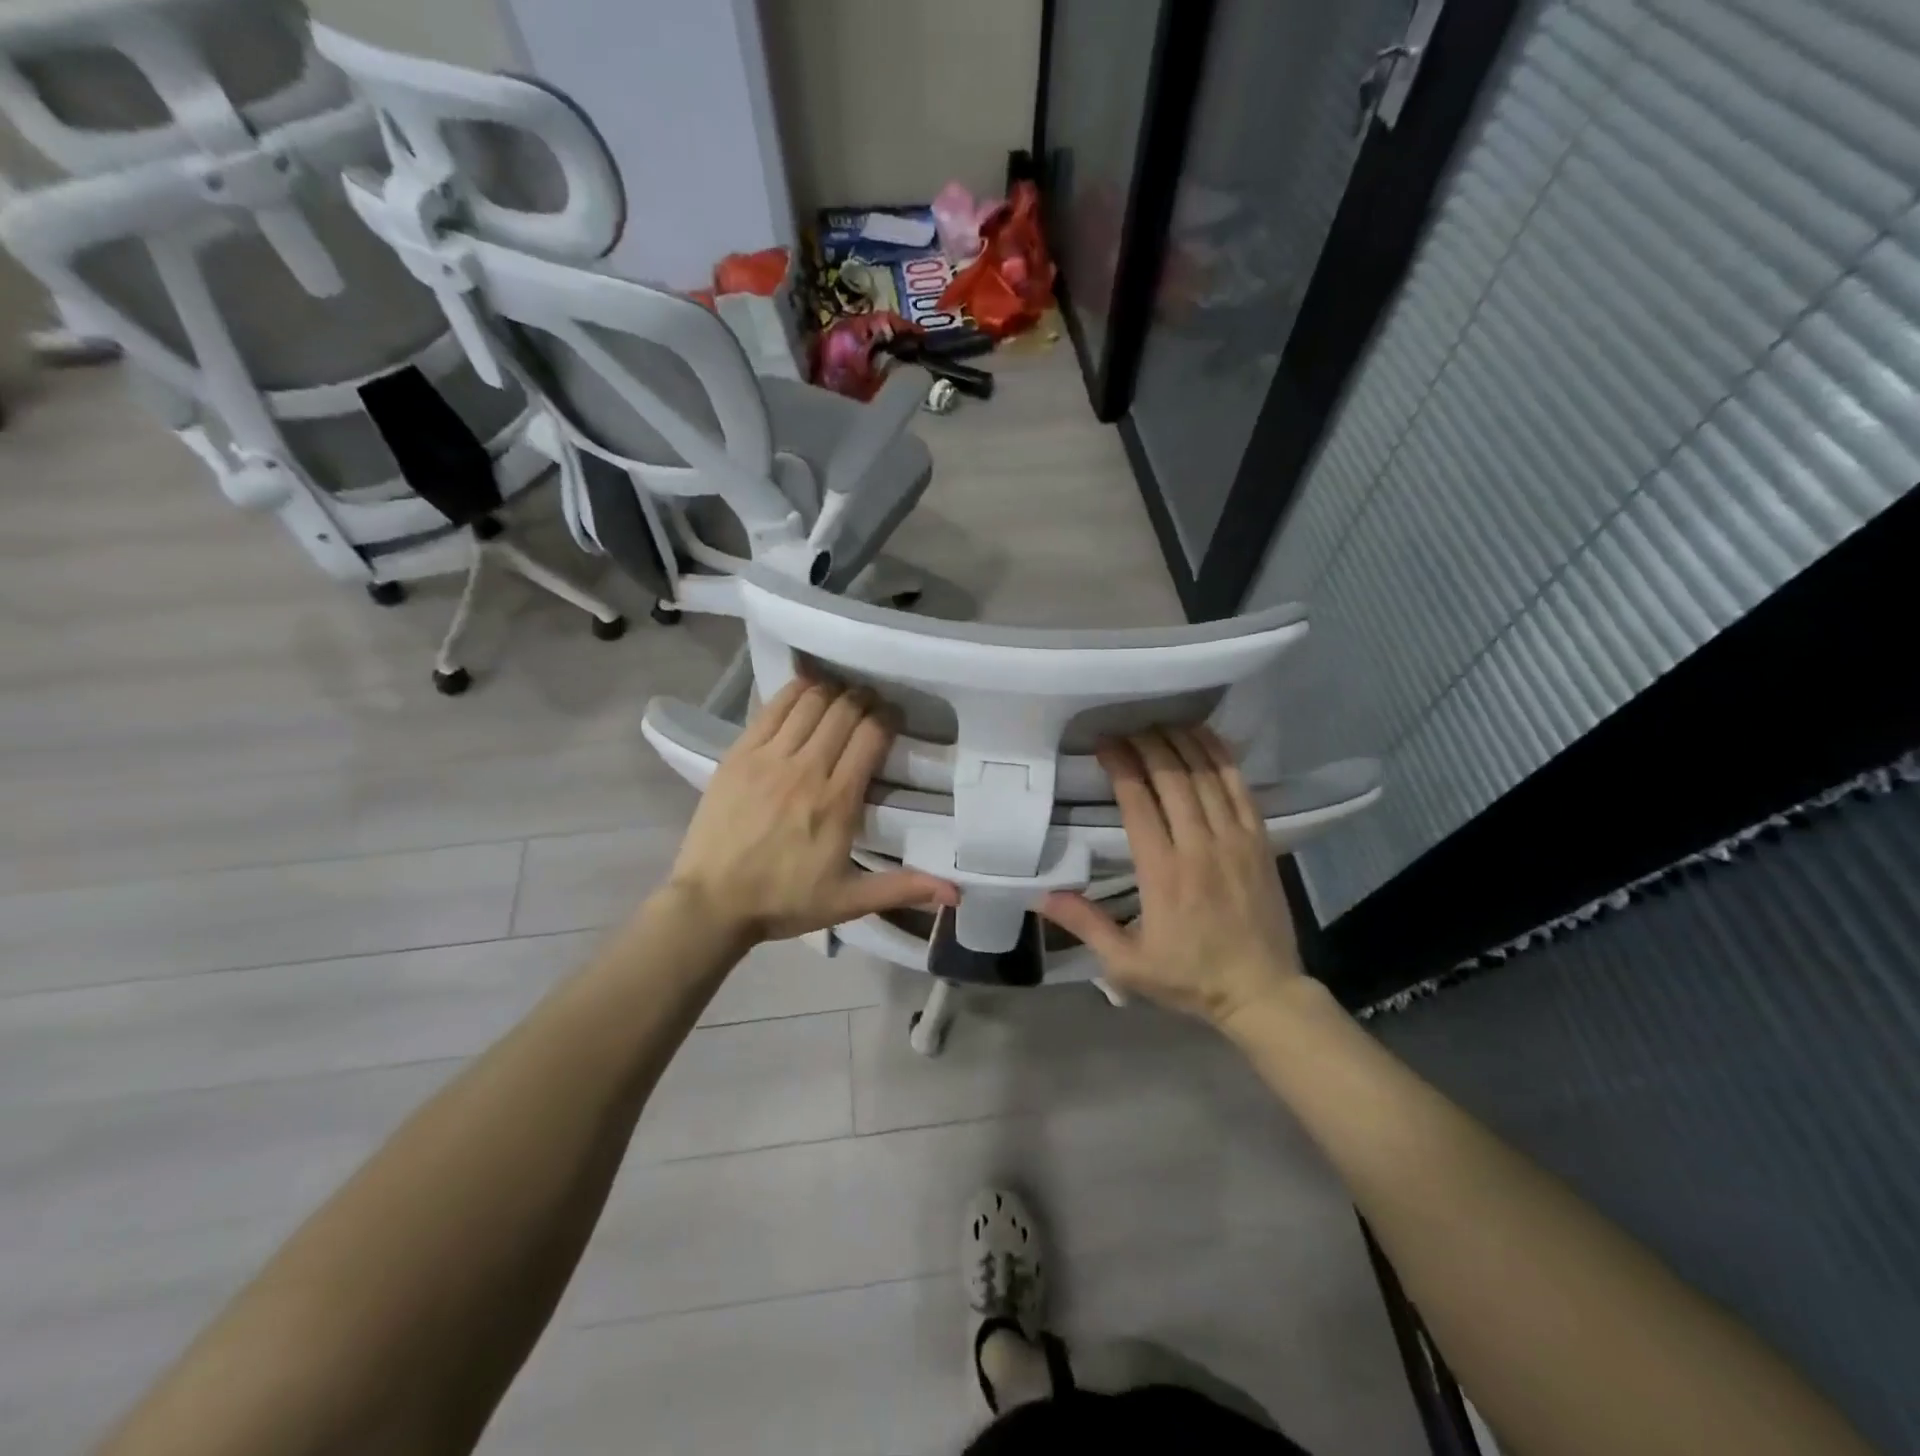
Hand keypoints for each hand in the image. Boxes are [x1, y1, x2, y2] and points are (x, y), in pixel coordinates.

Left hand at [665, 676, 957, 945]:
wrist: (710, 903)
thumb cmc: (784, 901)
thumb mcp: (848, 901)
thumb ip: (903, 888)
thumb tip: (956, 892)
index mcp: (837, 801)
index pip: (871, 736)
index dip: (888, 718)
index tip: (895, 718)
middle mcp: (806, 769)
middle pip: (844, 711)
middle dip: (865, 700)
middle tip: (872, 705)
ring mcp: (768, 757)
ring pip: (810, 702)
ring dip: (833, 692)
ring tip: (842, 696)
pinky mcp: (739, 754)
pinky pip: (772, 707)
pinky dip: (794, 691)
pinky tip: (807, 689)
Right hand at [1038, 726, 1303, 1030]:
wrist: (1263, 992)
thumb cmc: (1190, 977)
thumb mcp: (1127, 964)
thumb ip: (1086, 924)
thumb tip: (1042, 895)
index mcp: (1163, 873)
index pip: (1138, 802)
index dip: (1120, 765)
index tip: (1104, 744)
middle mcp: (1198, 846)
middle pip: (1172, 778)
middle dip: (1147, 745)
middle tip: (1127, 728)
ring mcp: (1234, 840)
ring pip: (1205, 776)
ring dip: (1181, 743)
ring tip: (1159, 724)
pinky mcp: (1259, 841)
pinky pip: (1239, 787)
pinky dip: (1220, 758)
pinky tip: (1204, 738)